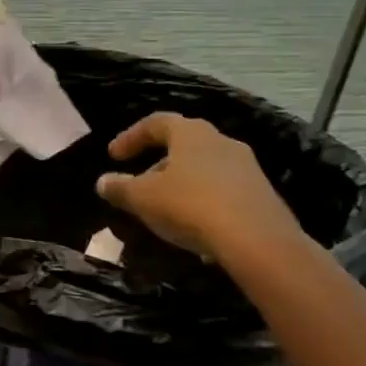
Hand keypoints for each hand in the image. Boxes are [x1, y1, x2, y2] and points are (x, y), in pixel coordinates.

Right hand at [95, 113, 304, 262]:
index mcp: (191, 133)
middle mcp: (221, 142)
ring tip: (165, 210)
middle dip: (157, 165)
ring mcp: (246, 168)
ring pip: (204, 169)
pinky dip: (203, 202)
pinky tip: (194, 228)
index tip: (113, 156)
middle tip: (139, 186)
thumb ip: (120, 187)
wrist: (259, 242)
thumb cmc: (191, 206)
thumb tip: (103, 182)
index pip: (156, 122)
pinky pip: (223, 192)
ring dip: (181, 184)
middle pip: (182, 145)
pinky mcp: (262, 195)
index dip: (131, 137)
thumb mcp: (143, 198)